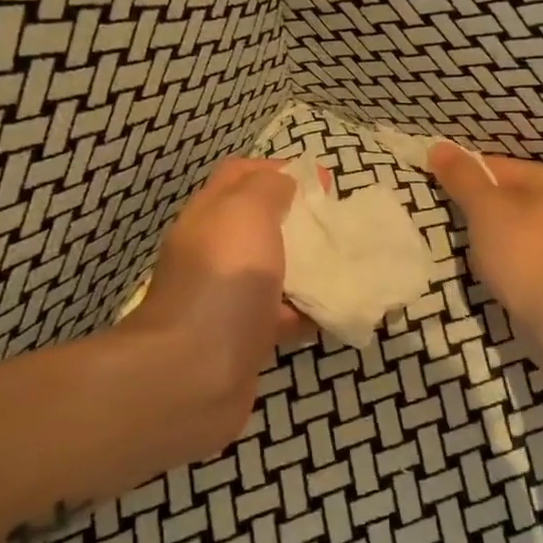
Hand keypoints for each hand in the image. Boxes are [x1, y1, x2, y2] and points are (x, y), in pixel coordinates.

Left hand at [121, 158, 310, 437]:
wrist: (194, 373)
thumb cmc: (223, 280)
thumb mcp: (246, 212)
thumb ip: (267, 188)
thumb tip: (283, 182)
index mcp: (209, 216)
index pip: (239, 175)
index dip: (277, 170)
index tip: (320, 181)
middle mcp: (214, 253)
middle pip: (259, 224)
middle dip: (298, 220)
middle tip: (338, 224)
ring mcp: (227, 298)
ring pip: (273, 271)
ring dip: (308, 268)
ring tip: (348, 264)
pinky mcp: (244, 338)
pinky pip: (282, 316)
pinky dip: (308, 313)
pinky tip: (338, 311)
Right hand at [429, 143, 542, 329]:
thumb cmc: (525, 253)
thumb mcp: (485, 209)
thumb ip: (462, 177)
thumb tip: (438, 146)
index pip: (504, 169)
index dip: (470, 182)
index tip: (448, 199)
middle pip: (520, 199)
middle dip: (491, 214)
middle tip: (469, 235)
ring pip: (533, 231)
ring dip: (509, 240)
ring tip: (489, 261)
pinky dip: (528, 264)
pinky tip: (515, 278)